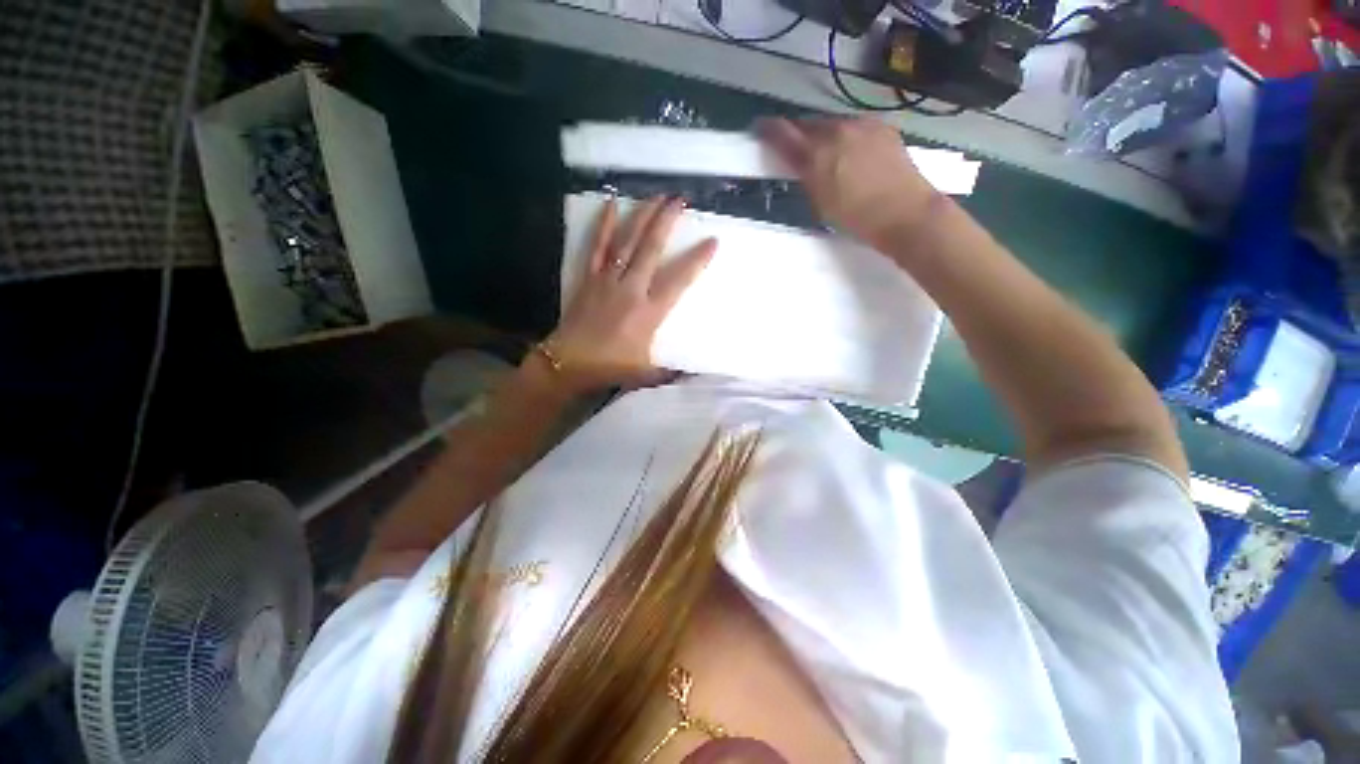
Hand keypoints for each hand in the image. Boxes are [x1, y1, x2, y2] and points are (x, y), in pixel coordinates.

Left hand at [545, 196, 716, 392]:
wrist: (567, 362)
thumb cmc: (609, 367)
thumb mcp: (646, 374)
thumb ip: (670, 372)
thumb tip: (693, 376)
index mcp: (649, 312)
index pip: (678, 281)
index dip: (697, 260)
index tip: (712, 241)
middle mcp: (631, 289)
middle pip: (651, 249)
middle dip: (667, 222)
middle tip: (680, 199)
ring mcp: (608, 280)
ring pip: (627, 241)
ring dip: (642, 216)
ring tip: (656, 196)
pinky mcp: (589, 278)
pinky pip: (598, 247)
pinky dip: (605, 225)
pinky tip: (611, 203)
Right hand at [758, 117, 937, 248]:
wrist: (904, 212)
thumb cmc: (857, 218)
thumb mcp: (821, 203)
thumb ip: (806, 177)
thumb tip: (798, 162)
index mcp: (817, 155)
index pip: (784, 133)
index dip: (769, 130)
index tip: (760, 128)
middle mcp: (837, 131)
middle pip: (808, 124)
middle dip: (798, 133)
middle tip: (793, 147)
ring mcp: (862, 125)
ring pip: (832, 124)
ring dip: (823, 135)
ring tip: (825, 152)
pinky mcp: (882, 127)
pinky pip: (854, 126)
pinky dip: (846, 136)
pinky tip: (851, 153)